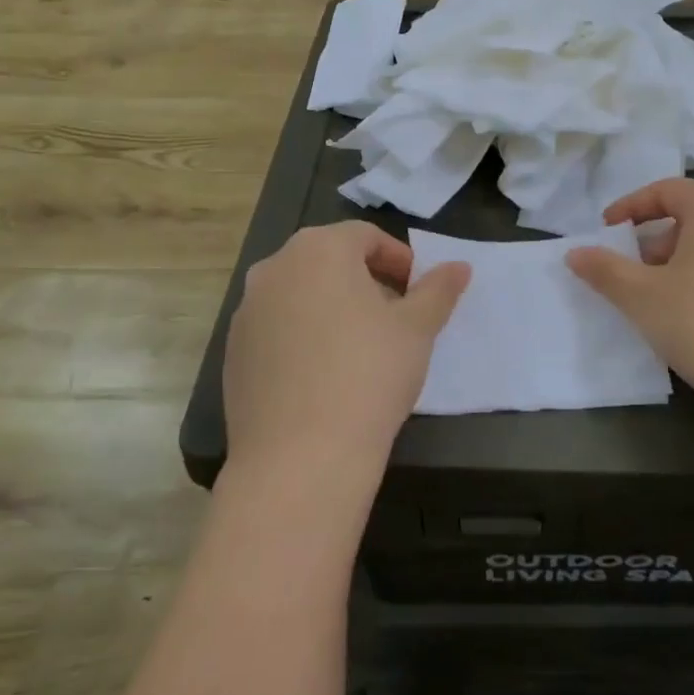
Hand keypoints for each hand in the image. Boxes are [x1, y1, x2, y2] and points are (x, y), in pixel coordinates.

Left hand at [222, 223, 468, 494]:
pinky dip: (303, 338)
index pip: (365, 236)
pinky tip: (325, 377)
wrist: (300, 458)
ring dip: (333, 308)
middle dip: (366, 282)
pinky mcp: (233, 353)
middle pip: (329, 261)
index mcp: (318, 249)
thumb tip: (460, 267)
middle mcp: (274, 268)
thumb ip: (439, 290)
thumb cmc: (368, 374)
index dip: (399, 260)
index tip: (418, 293)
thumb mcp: (417, 329)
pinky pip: (278, 330)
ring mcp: (247, 311)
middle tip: (396, 318)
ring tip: (361, 349)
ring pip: (301, 295)